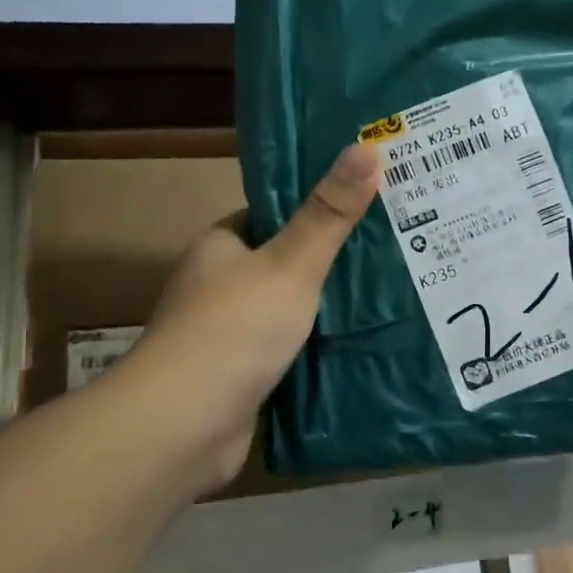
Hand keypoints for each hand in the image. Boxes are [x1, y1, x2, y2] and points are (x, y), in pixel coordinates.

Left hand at [131, 143, 380, 488]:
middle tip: (387, 255)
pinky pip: (284, 353)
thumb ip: (330, 212)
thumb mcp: (292, 263)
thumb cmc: (236, 328)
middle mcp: (215, 287)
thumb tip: (367, 147)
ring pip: (284, 312)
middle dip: (325, 264)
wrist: (185, 425)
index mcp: (219, 248)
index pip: (268, 217)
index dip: (312, 210)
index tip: (361, 208)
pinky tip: (355, 349)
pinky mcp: (237, 379)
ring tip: (384, 299)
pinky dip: (312, 351)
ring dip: (321, 311)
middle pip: (279, 265)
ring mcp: (224, 337)